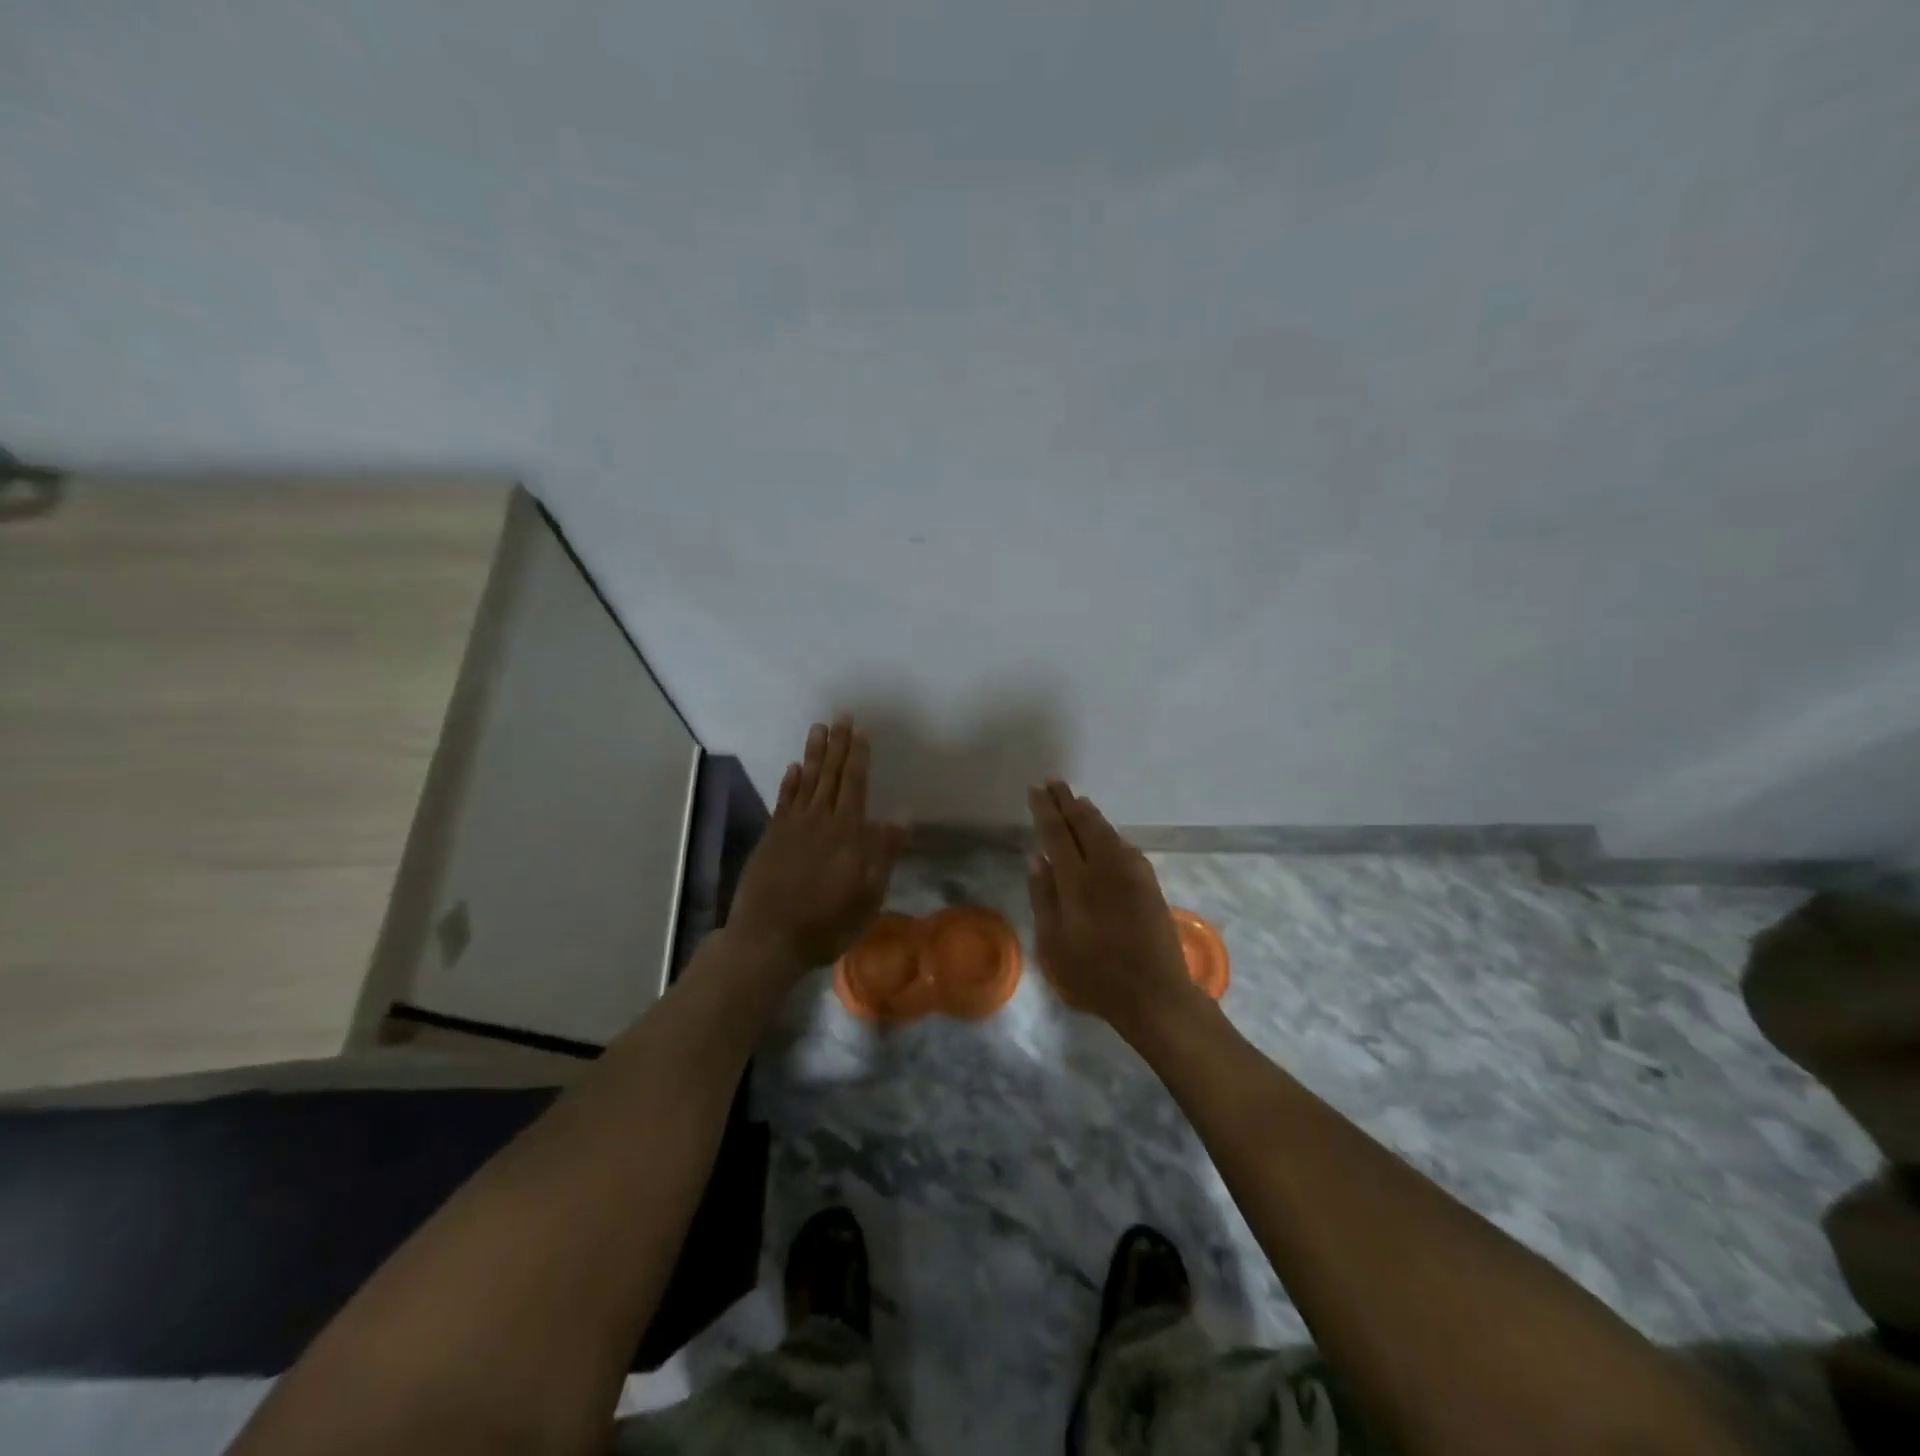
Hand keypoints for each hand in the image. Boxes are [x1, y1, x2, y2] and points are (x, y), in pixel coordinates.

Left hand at [728, 718, 907, 975]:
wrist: (769, 938)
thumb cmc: (827, 922)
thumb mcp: (868, 895)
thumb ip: (883, 853)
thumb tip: (902, 816)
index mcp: (847, 833)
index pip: (855, 785)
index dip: (858, 757)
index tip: (860, 731)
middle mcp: (820, 820)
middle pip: (830, 775)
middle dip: (837, 744)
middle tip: (840, 715)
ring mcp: (792, 827)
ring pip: (806, 781)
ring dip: (813, 754)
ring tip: (818, 728)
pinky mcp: (772, 837)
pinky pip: (784, 800)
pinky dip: (789, 781)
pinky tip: (793, 767)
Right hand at [1027, 780, 1198, 1035]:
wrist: (1154, 994)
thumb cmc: (1094, 975)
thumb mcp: (1053, 944)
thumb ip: (1043, 897)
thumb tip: (1035, 857)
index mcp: (1077, 881)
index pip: (1056, 833)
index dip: (1045, 810)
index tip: (1036, 790)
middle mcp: (1105, 867)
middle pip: (1084, 824)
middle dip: (1067, 801)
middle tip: (1054, 782)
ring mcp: (1131, 873)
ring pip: (1107, 831)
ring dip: (1089, 814)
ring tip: (1077, 801)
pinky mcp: (1149, 884)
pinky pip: (1124, 846)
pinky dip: (1109, 833)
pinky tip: (1106, 835)